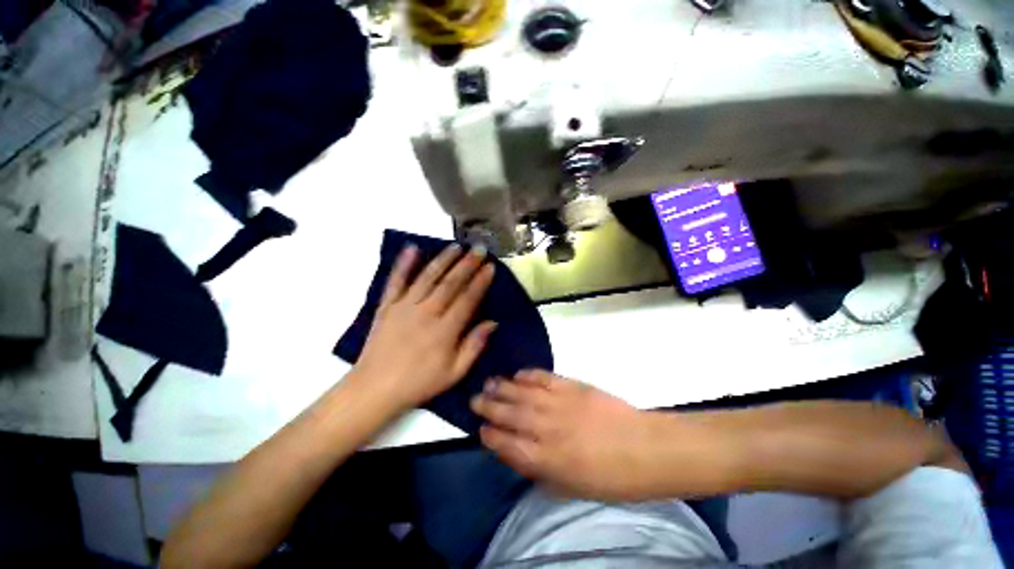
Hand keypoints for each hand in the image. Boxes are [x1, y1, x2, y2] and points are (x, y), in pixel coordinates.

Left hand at [352, 243, 496, 411]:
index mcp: (445, 330)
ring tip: (456, 246)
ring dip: (443, 259)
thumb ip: (474, 346)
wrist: (374, 389)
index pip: (468, 298)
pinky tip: (412, 248)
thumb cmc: (419, 383)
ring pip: (427, 277)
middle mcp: (426, 312)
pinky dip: (403, 264)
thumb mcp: (454, 373)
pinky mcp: (386, 306)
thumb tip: (492, 323)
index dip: (480, 281)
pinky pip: (396, 281)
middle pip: (450, 283)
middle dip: (467, 264)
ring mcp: (404, 306)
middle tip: (478, 249)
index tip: (490, 266)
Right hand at [471, 370, 656, 500]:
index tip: (482, 429)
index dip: (492, 436)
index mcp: (547, 460)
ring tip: (488, 383)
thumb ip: (542, 471)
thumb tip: (518, 454)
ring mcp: (559, 404)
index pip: (508, 446)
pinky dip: (529, 375)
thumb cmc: (610, 478)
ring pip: (523, 394)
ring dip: (503, 388)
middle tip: (476, 399)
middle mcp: (547, 429)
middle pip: (510, 415)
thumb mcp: (572, 487)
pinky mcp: (572, 386)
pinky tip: (518, 374)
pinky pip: (544, 378)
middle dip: (490, 407)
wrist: (644, 448)